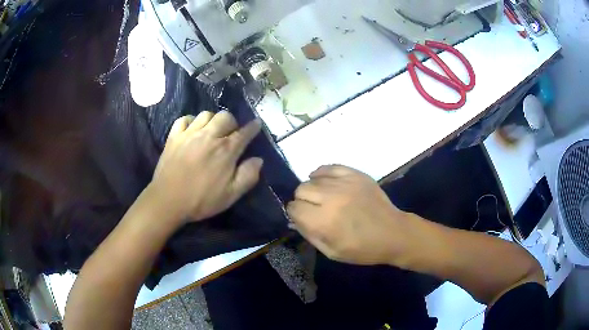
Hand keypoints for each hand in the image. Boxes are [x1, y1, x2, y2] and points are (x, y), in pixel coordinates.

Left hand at [150, 111, 262, 224]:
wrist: (168, 201)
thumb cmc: (201, 200)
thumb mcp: (231, 195)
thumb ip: (248, 176)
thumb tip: (258, 159)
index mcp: (226, 150)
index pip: (244, 132)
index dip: (253, 127)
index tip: (256, 124)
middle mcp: (209, 136)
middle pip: (225, 116)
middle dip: (232, 122)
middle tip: (230, 133)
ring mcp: (189, 134)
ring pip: (206, 114)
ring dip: (213, 120)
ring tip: (211, 131)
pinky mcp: (174, 136)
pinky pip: (184, 119)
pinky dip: (191, 121)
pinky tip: (192, 130)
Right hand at [287, 165, 411, 265]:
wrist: (394, 234)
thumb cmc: (363, 249)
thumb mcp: (332, 252)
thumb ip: (309, 235)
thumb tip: (294, 220)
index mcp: (325, 221)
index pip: (294, 208)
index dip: (295, 214)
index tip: (302, 218)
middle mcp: (332, 198)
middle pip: (301, 189)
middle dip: (302, 201)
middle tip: (313, 209)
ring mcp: (345, 183)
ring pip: (313, 178)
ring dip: (313, 189)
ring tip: (323, 198)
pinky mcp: (356, 175)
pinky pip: (329, 167)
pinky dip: (323, 174)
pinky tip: (326, 183)